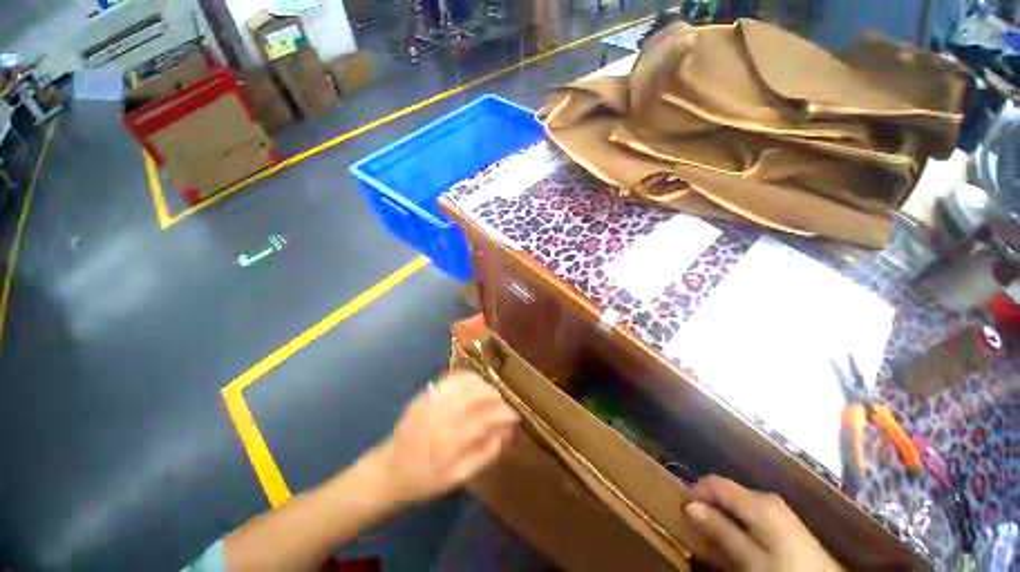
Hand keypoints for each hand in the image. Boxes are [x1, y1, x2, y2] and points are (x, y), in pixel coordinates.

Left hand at [383, 370, 519, 503]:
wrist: (390, 469)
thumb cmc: (425, 479)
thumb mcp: (457, 477)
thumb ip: (484, 455)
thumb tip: (505, 434)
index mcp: (450, 442)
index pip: (486, 419)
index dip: (505, 414)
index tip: (515, 415)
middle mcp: (442, 416)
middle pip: (478, 395)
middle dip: (497, 397)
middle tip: (503, 405)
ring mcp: (433, 401)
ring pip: (467, 383)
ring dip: (484, 386)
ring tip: (491, 395)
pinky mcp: (426, 393)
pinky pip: (452, 377)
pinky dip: (468, 378)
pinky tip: (474, 384)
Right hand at [684, 476, 841, 570]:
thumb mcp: (751, 560)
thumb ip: (722, 531)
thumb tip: (690, 505)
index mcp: (758, 502)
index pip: (715, 482)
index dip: (696, 493)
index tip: (685, 512)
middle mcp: (766, 498)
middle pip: (727, 492)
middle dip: (710, 507)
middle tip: (699, 530)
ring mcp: (777, 510)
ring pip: (738, 505)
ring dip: (724, 518)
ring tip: (716, 539)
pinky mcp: (784, 522)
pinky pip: (752, 515)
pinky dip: (739, 525)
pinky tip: (738, 543)